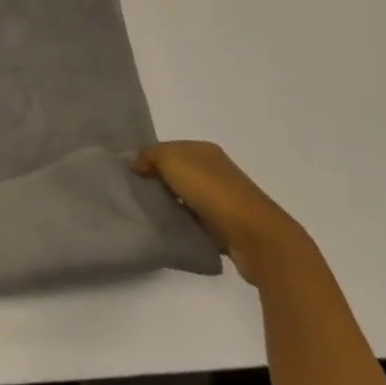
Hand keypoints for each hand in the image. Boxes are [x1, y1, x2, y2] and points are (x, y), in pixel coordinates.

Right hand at [133, 141, 309, 285]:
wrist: (256, 236)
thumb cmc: (211, 190)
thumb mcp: (170, 160)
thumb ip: (148, 156)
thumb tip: (135, 163)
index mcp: (205, 150)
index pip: (168, 148)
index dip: (148, 158)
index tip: (130, 174)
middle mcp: (217, 170)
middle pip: (177, 172)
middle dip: (158, 181)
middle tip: (136, 193)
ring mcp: (225, 199)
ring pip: (187, 197)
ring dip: (172, 204)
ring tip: (150, 212)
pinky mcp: (229, 226)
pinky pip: (198, 220)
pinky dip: (186, 223)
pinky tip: (172, 228)